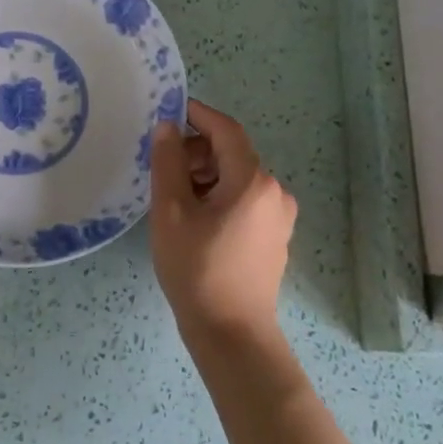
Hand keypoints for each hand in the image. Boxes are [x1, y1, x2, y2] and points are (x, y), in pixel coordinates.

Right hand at [149, 99, 297, 340]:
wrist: (232, 333)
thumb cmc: (197, 269)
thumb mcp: (171, 212)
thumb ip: (168, 163)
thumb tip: (167, 127)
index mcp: (252, 181)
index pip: (225, 130)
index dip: (197, 114)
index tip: (168, 110)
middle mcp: (275, 192)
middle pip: (232, 153)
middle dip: (197, 150)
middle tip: (163, 165)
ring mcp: (279, 217)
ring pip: (238, 177)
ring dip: (206, 174)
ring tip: (174, 195)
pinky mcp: (275, 236)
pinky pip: (245, 199)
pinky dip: (219, 195)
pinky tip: (195, 217)